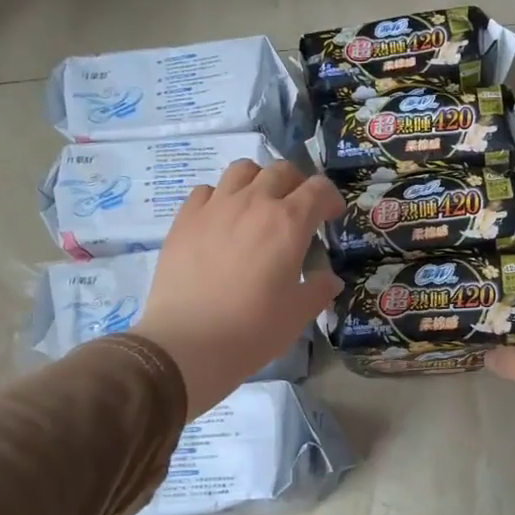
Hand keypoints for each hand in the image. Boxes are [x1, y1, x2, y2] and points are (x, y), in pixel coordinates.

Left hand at [137, 160, 343, 417]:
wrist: (187, 343)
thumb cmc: (252, 330)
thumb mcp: (297, 315)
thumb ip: (318, 290)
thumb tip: (329, 279)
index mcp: (288, 222)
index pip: (318, 188)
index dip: (330, 198)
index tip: (330, 215)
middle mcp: (253, 203)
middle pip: (281, 170)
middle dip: (297, 183)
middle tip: (298, 208)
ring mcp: (215, 207)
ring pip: (242, 170)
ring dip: (258, 180)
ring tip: (259, 204)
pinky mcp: (184, 219)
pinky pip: (206, 191)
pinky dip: (220, 197)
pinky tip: (221, 220)